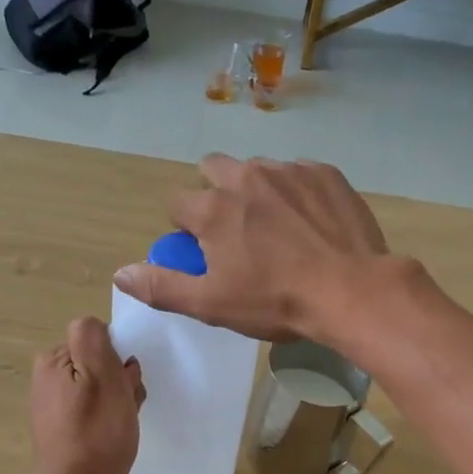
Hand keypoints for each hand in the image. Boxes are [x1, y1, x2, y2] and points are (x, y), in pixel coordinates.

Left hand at [28, 317, 143, 473]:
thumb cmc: (96, 435)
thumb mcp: (103, 377)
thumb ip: (94, 340)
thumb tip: (94, 327)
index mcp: (54, 359)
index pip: (99, 340)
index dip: (119, 359)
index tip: (127, 384)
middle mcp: (47, 377)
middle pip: (99, 363)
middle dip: (120, 381)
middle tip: (126, 408)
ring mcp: (52, 404)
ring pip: (100, 387)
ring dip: (119, 401)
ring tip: (122, 426)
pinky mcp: (60, 428)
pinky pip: (92, 410)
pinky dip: (108, 419)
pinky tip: (113, 438)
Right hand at [113, 154, 394, 342]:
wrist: (352, 291)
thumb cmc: (276, 302)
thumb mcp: (211, 304)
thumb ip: (162, 286)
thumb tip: (120, 273)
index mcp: (213, 208)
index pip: (178, 203)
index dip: (185, 228)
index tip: (204, 251)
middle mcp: (246, 177)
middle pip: (214, 169)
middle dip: (215, 192)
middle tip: (236, 232)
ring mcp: (289, 170)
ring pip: (258, 170)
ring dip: (256, 191)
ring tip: (278, 228)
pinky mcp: (326, 173)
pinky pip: (298, 173)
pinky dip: (296, 192)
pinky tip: (311, 223)